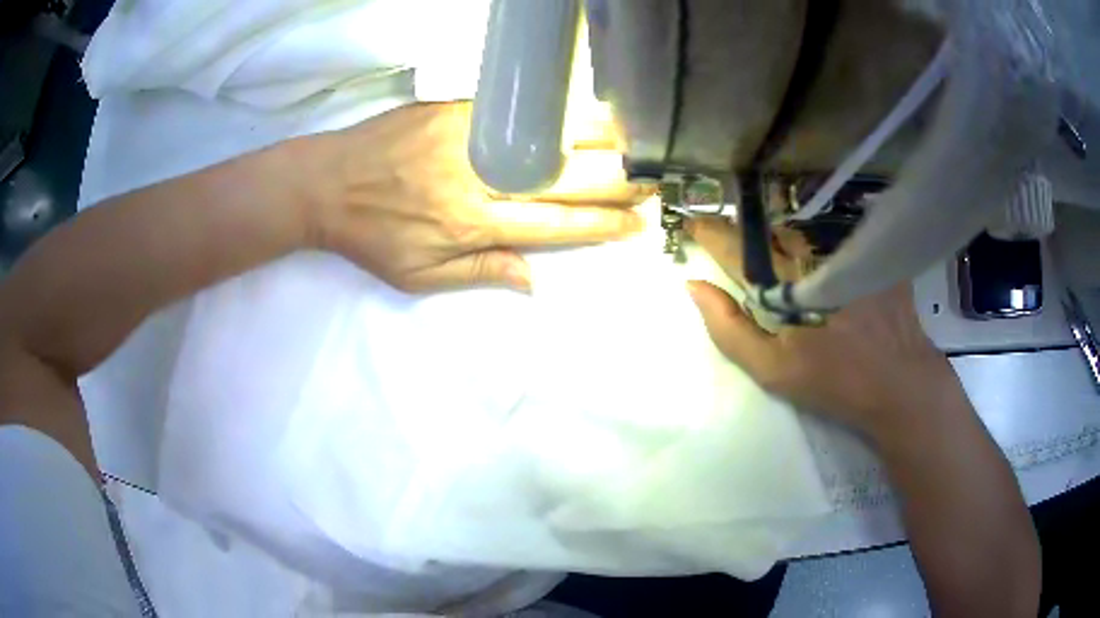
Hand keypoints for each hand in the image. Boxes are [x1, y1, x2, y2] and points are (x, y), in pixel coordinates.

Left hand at [308, 102, 647, 292]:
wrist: (323, 183)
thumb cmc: (369, 236)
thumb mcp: (417, 276)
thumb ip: (478, 274)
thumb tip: (533, 281)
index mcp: (474, 224)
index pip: (555, 223)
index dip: (600, 223)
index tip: (635, 221)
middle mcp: (480, 179)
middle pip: (564, 179)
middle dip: (615, 181)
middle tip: (651, 180)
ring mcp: (469, 137)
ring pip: (546, 139)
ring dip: (597, 142)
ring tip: (634, 144)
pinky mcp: (454, 108)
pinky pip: (514, 110)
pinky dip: (553, 113)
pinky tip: (580, 113)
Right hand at [686, 217, 960, 440]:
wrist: (902, 385)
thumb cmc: (836, 382)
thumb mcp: (774, 370)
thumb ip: (730, 329)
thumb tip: (695, 286)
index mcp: (787, 284)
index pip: (738, 247)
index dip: (712, 234)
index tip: (692, 225)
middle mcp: (816, 254)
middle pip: (771, 230)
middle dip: (749, 231)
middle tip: (735, 238)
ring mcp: (850, 249)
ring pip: (804, 230)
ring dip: (784, 235)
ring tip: (775, 249)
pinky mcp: (875, 252)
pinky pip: (837, 233)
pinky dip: (820, 237)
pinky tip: (821, 254)